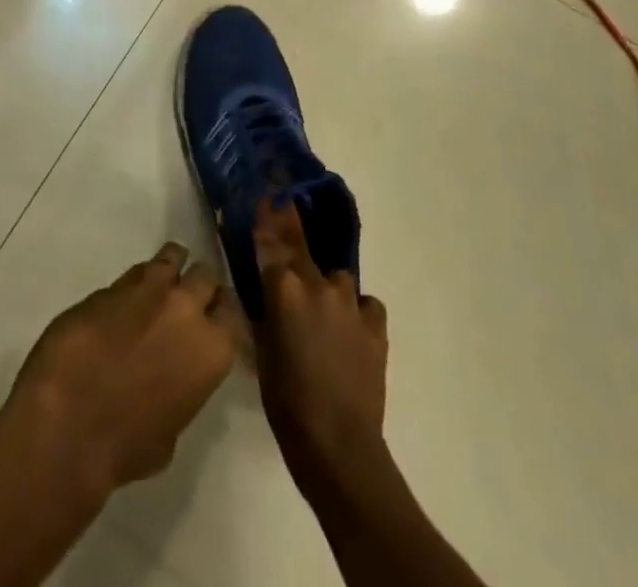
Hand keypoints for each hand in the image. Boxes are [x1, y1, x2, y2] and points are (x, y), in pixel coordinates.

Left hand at [7, 243, 239, 498]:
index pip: (234, 312)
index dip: (224, 313)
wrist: (68, 422)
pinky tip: (126, 300)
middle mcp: (185, 308)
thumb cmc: (127, 446)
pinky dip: (133, 284)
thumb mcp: (171, 432)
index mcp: (211, 349)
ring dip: (169, 268)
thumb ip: (181, 391)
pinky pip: (132, 274)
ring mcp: (146, 290)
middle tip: (190, 299)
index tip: (217, 319)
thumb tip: (169, 380)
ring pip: (170, 258)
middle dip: (200, 285)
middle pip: (205, 275)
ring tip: (161, 281)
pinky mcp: (109, 285)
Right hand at [253, 201, 388, 490]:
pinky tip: (352, 328)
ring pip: (337, 277)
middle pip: (301, 245)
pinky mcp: (376, 326)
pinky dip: (357, 310)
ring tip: (322, 307)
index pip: (271, 242)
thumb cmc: (286, 403)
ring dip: (327, 285)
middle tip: (285, 202)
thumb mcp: (261, 352)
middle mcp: (317, 285)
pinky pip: (366, 304)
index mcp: (283, 290)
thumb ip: (263, 313)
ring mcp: (350, 303)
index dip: (267, 215)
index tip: (266, 192)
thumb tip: (262, 292)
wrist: (339, 445)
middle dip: (291, 224)